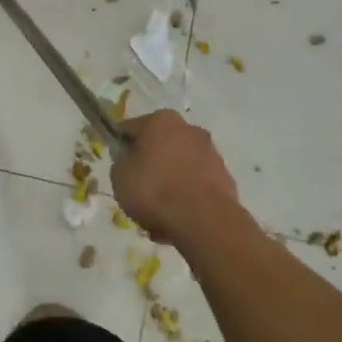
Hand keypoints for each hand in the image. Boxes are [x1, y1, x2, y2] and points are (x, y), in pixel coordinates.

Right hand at [110, 111, 240, 245]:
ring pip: (179, 166)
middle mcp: (189, 129)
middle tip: (137, 189)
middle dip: (149, 164)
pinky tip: (176, 218)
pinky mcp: (224, 177)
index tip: (117, 165)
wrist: (204, 221)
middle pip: (159, 146)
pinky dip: (186, 196)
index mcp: (161, 120)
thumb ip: (121, 162)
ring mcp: (210, 153)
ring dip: (168, 182)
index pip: (130, 128)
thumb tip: (129, 158)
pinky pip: (195, 184)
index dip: (120, 146)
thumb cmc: (155, 190)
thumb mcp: (119, 176)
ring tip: (157, 211)